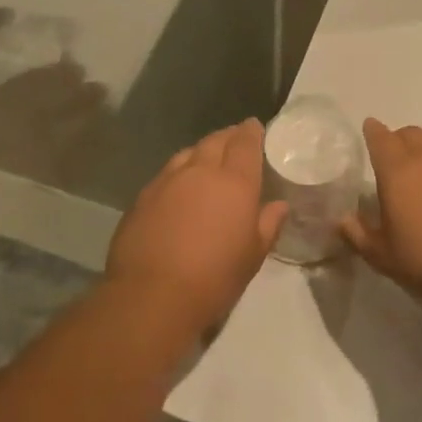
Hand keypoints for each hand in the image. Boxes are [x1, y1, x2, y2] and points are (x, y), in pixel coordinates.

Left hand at [106, 119, 286, 333]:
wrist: (152, 294)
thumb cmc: (214, 277)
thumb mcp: (253, 255)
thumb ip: (268, 224)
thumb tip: (279, 205)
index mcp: (234, 182)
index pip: (245, 143)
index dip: (251, 132)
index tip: (255, 127)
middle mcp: (200, 171)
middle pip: (215, 141)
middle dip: (228, 136)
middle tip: (235, 139)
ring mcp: (167, 181)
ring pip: (188, 153)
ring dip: (201, 151)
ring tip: (207, 159)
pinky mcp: (142, 197)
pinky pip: (166, 174)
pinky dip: (179, 172)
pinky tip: (179, 187)